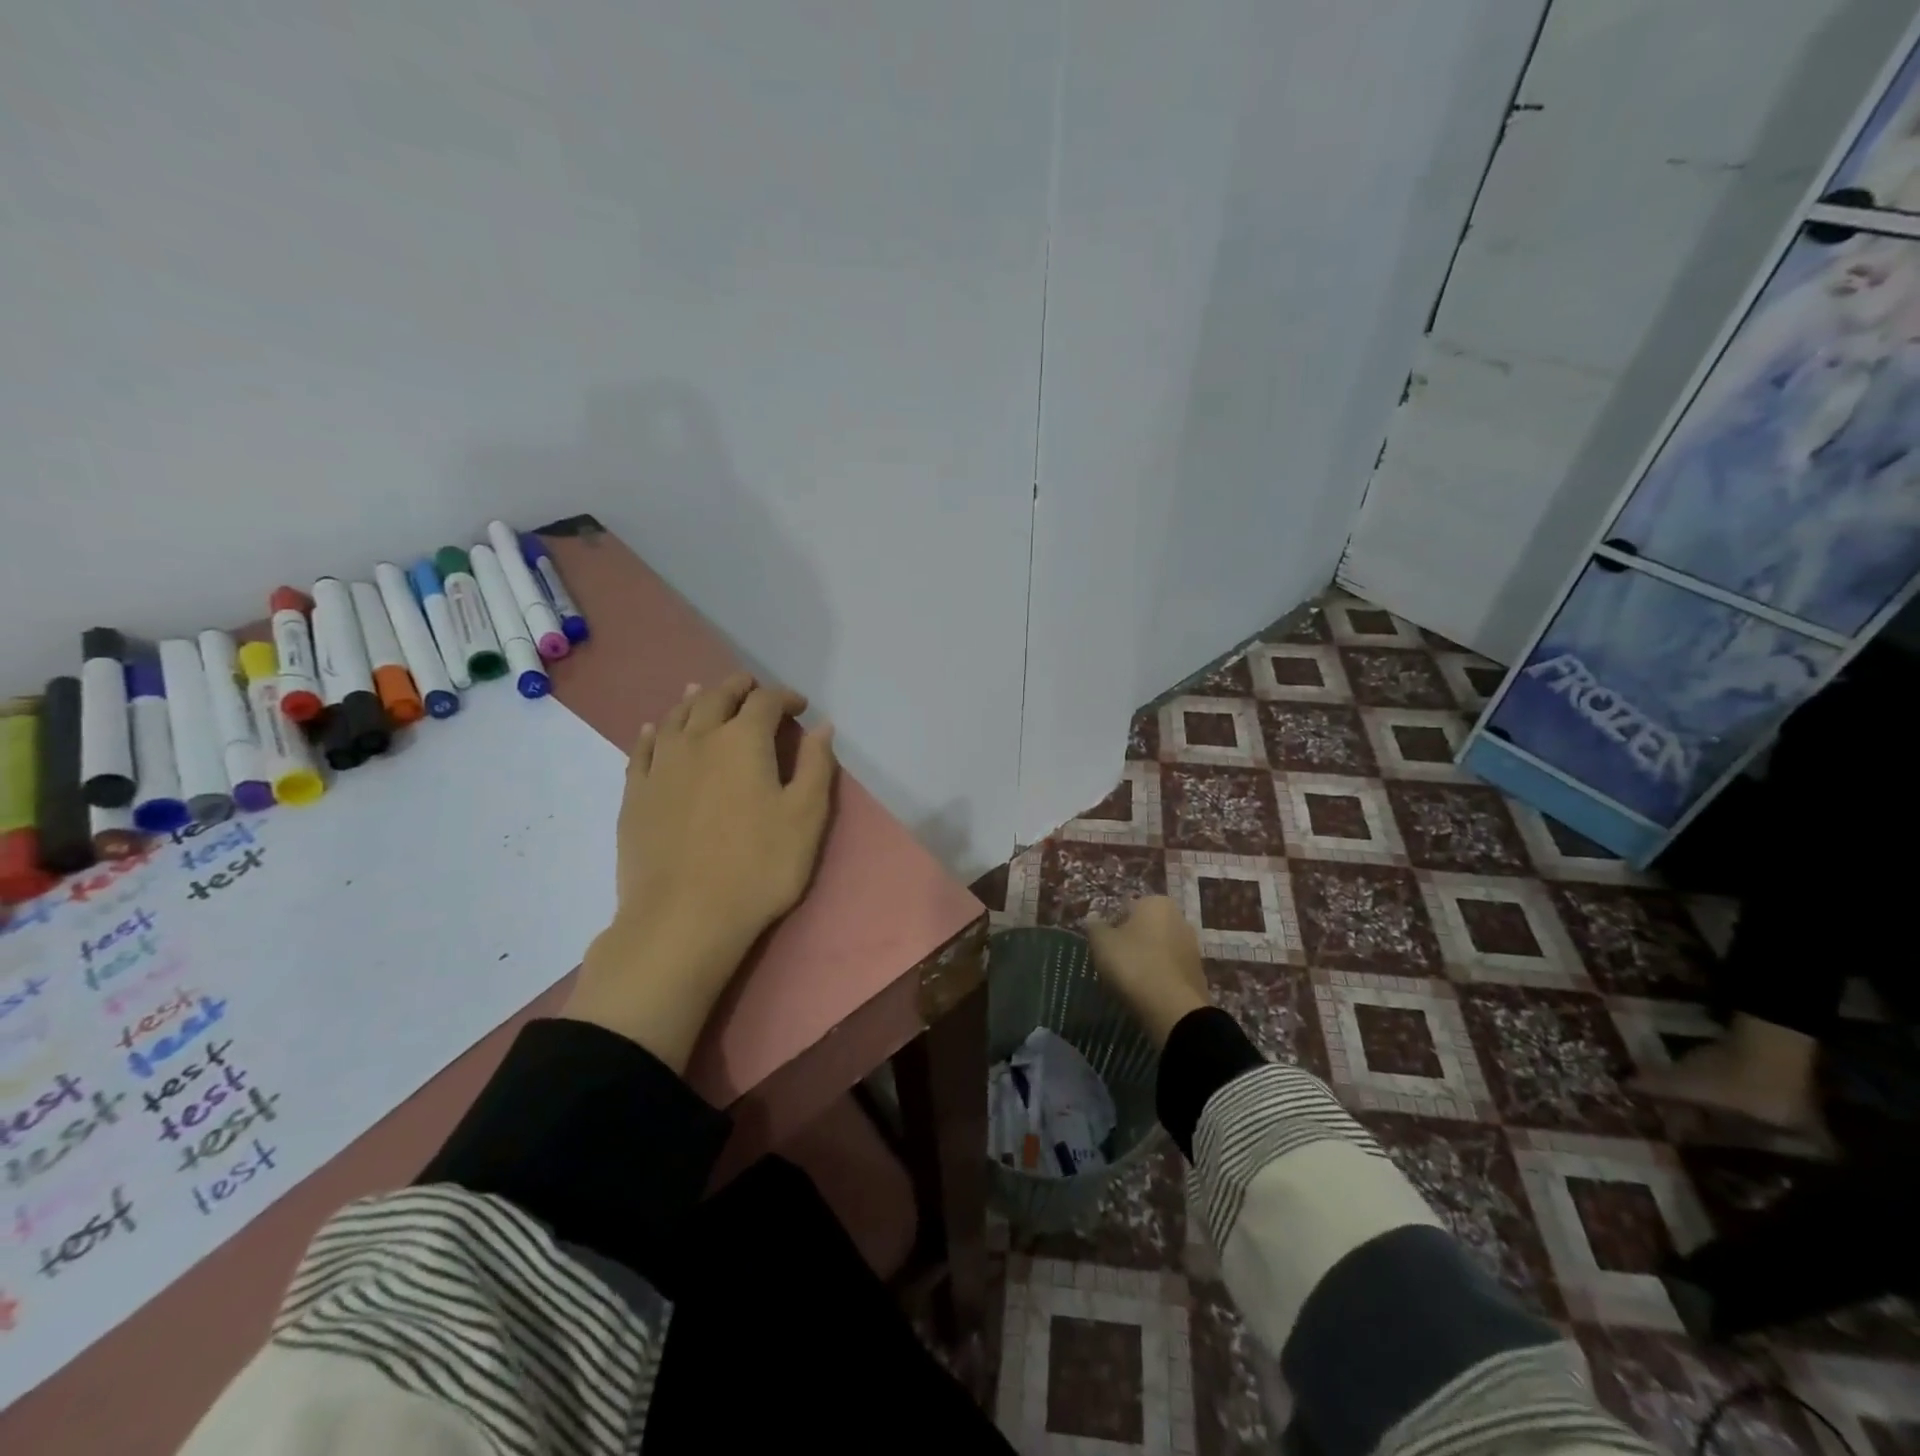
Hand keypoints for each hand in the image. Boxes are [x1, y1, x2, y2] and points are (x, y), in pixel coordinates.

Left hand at [564, 673, 837, 1071]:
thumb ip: (817, 766)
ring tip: (703, 692)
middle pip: (716, 698)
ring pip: (676, 716)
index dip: (784, 697)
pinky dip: (655, 731)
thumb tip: (823, 726)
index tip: (799, 706)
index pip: (765, 701)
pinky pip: (643, 749)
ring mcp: (661, 765)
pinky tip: (657, 729)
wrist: (684, 917)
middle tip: (750, 686)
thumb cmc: (758, 867)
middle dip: (738, 687)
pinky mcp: (635, 793)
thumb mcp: (806, 818)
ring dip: (695, 699)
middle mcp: (698, 740)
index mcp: (743, 742)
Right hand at [1085, 896, 1210, 1049]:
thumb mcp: (1101, 943)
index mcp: (1157, 903)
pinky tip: (1147, 992)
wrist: (1173, 1009)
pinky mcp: (1198, 973)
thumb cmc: (1133, 964)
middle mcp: (1180, 918)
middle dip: (1131, 941)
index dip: (1111, 926)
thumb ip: (1095, 927)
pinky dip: (1159, 976)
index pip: (1126, 908)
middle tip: (1114, 962)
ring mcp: (1192, 947)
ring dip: (1146, 959)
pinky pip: (1170, 969)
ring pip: (1159, 949)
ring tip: (1129, 981)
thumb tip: (1094, 920)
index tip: (1104, 946)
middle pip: (1145, 928)